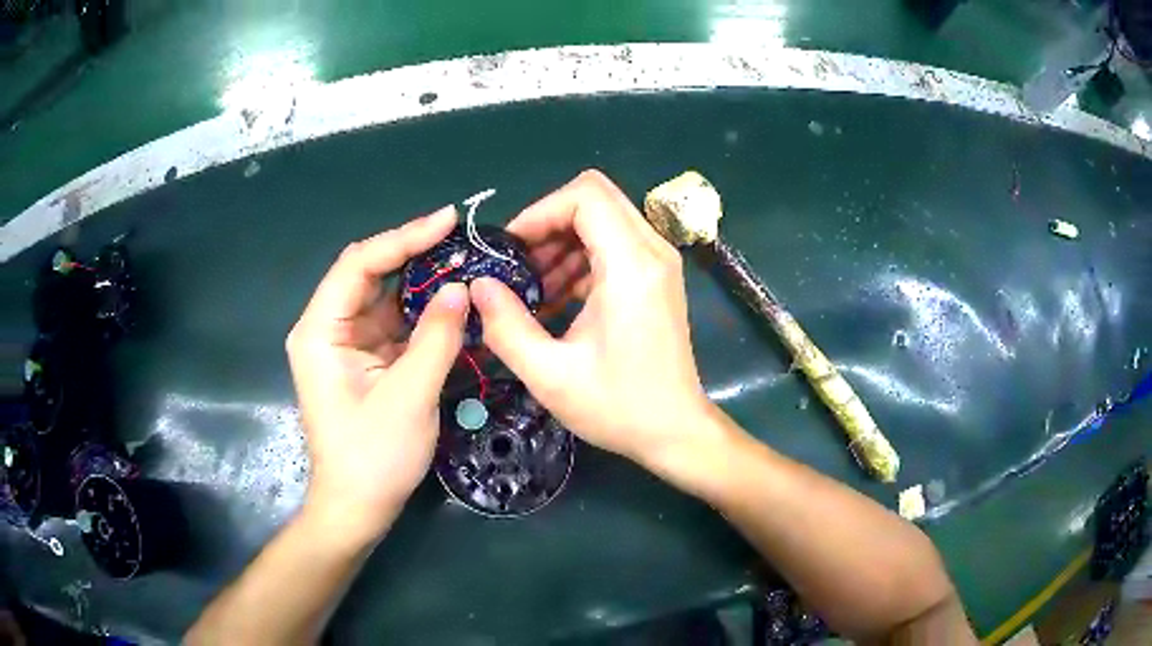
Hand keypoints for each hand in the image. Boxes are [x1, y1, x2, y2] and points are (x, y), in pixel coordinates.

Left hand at [286, 207, 467, 538]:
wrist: (357, 507)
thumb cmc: (373, 457)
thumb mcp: (409, 396)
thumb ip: (436, 338)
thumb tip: (462, 288)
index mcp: (321, 331)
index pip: (359, 264)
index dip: (403, 237)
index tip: (449, 221)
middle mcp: (328, 328)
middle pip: (370, 274)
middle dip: (416, 255)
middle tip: (465, 240)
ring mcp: (346, 344)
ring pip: (385, 298)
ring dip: (423, 283)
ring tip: (467, 263)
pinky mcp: (364, 360)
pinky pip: (394, 324)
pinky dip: (423, 314)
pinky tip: (454, 303)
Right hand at [470, 170, 716, 466]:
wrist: (675, 431)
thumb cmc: (618, 407)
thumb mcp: (550, 375)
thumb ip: (506, 326)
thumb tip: (477, 285)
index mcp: (632, 266)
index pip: (585, 195)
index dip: (540, 211)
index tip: (511, 249)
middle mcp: (652, 251)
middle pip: (594, 198)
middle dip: (547, 223)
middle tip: (517, 265)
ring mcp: (658, 263)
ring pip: (602, 219)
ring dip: (561, 244)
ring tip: (532, 290)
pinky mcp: (656, 278)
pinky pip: (612, 245)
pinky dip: (579, 260)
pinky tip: (556, 300)